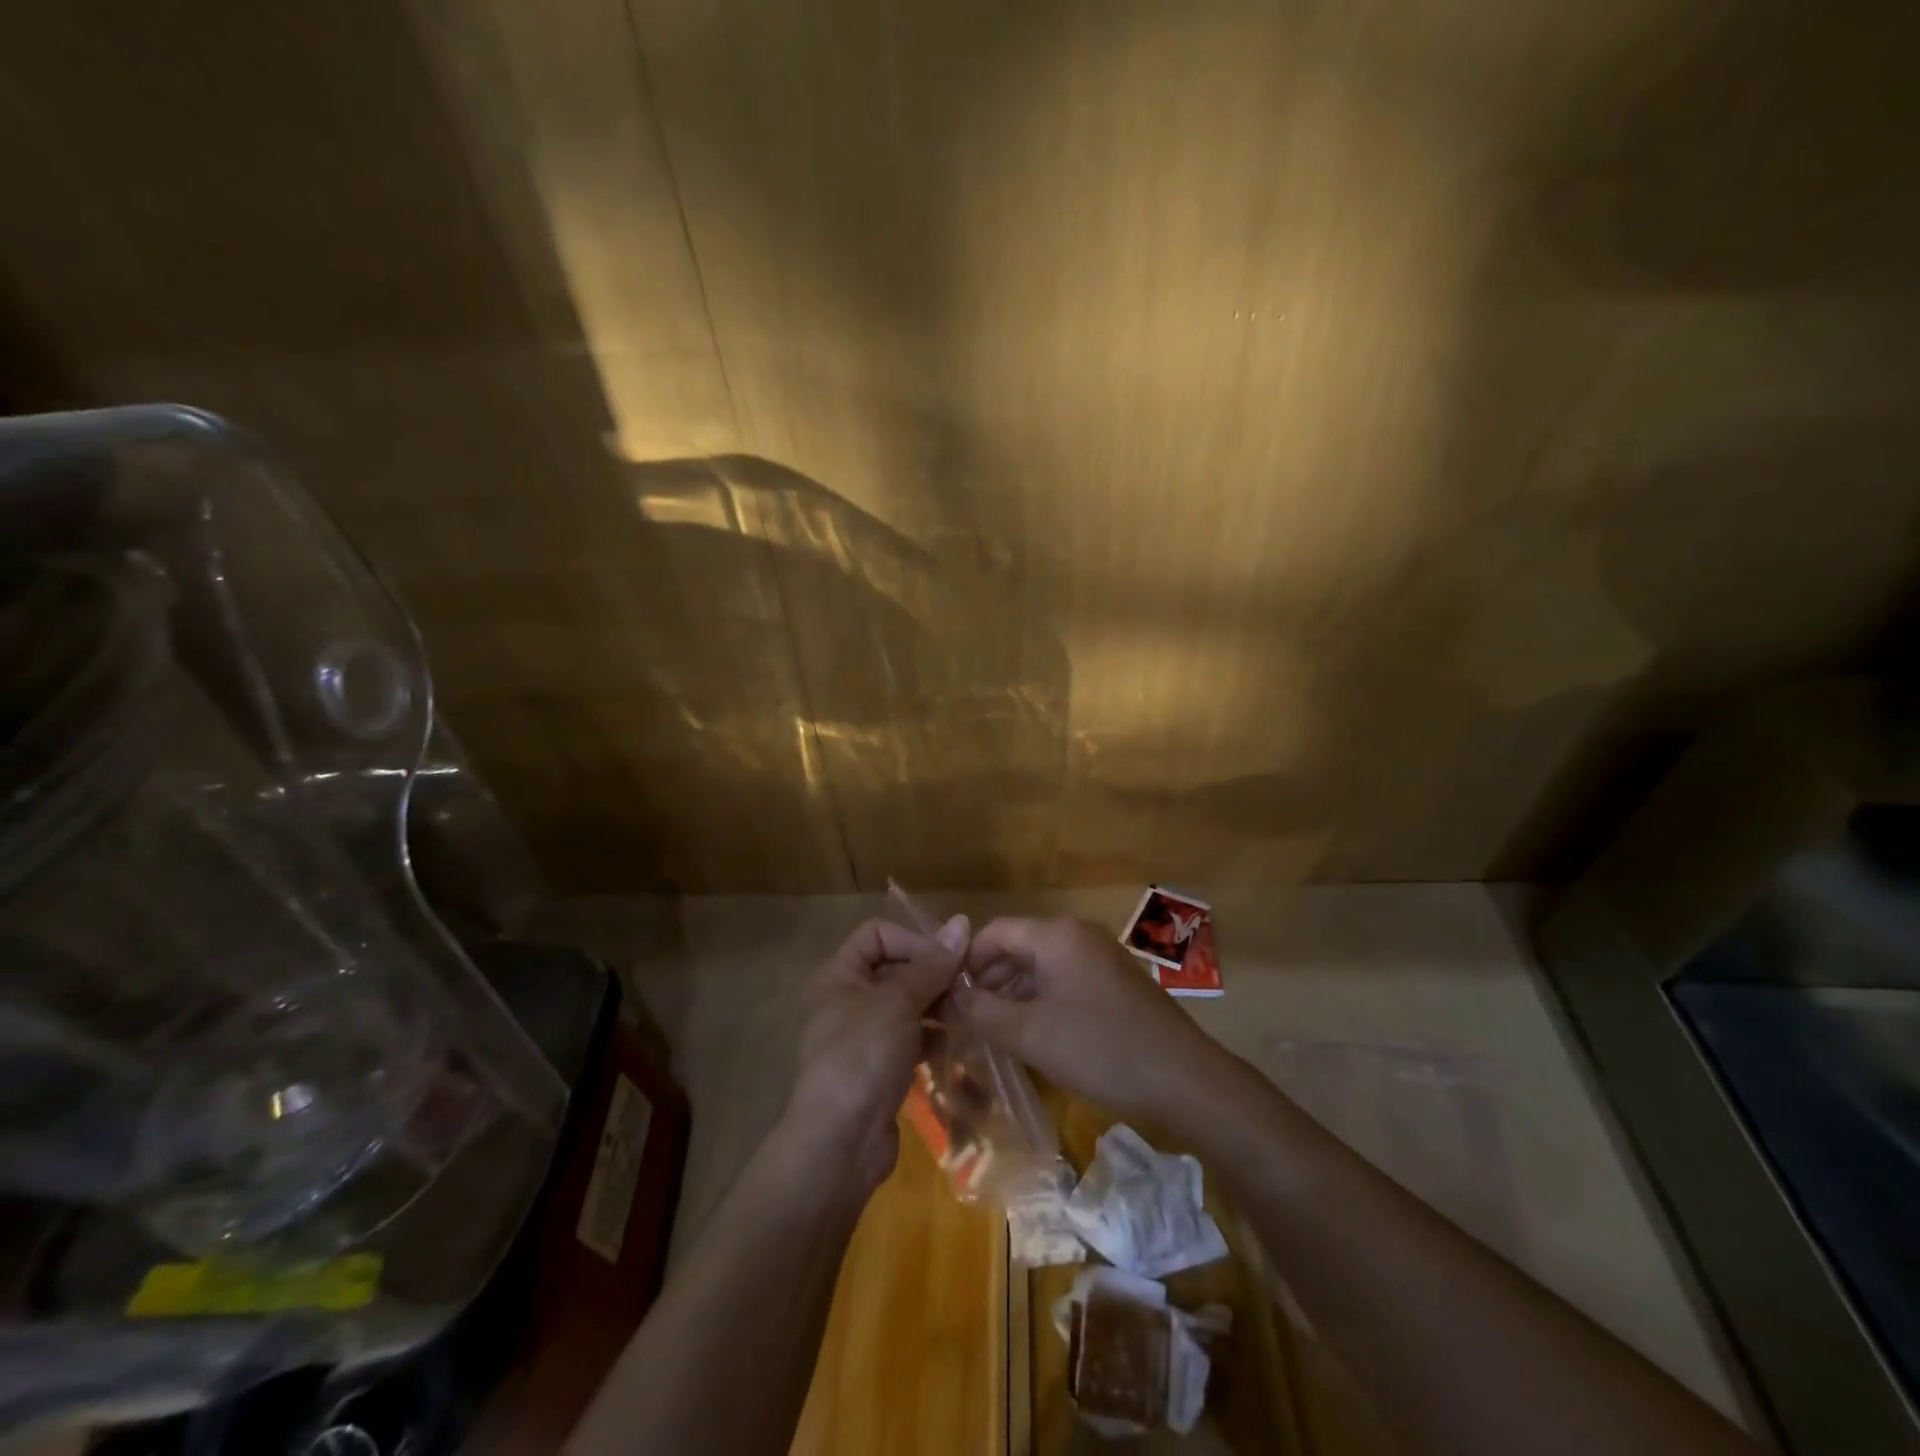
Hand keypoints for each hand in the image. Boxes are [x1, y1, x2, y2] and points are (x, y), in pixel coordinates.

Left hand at [781, 914, 968, 1196]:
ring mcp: (865, 1036)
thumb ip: (933, 964)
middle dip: (933, 974)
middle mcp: (849, 999)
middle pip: (896, 968)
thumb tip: (962, 921)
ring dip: (938, 1005)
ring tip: (970, 1011)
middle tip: (969, 985)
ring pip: (908, 1005)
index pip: (878, 934)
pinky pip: (912, 1038)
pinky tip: (960, 1041)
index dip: (913, 939)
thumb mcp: (899, 1002)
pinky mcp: (881, 1067)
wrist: (840, 1143)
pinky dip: (934, 1036)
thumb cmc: (863, 1056)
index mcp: (840, 975)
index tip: (947, 961)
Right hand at [953, 917, 1226, 1119]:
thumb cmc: (1099, 1048)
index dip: (966, 962)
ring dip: (1013, 993)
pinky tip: (1032, 1034)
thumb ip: (981, 1011)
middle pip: (1018, 946)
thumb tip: (946, 996)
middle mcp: (1077, 934)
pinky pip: (1065, 980)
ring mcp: (1100, 957)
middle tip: (964, 1018)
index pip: (994, 932)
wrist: (1182, 1078)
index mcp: (1055, 935)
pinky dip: (1041, 1000)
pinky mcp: (1114, 981)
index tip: (947, 997)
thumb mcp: (1030, 1033)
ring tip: (992, 1030)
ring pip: (1041, 966)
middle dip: (988, 979)